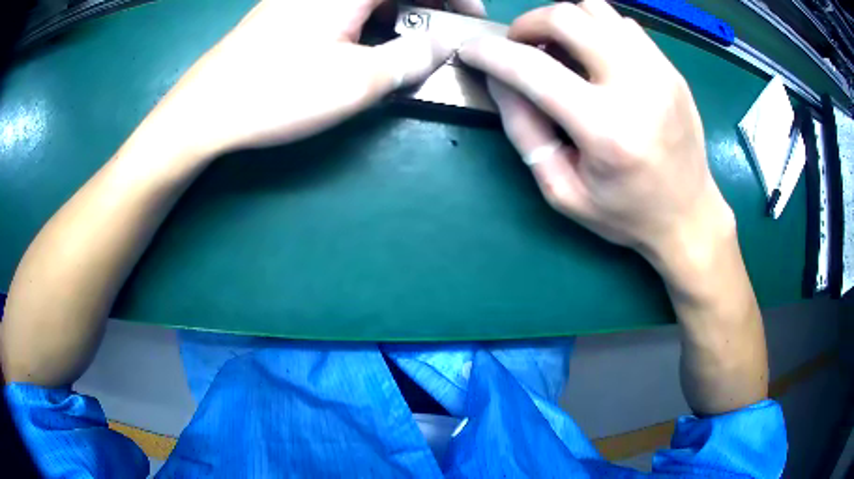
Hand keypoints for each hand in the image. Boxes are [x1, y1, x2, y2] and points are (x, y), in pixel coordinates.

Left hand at [145, 0, 482, 158]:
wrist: (203, 112)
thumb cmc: (276, 94)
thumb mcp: (357, 82)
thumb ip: (409, 58)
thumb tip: (434, 46)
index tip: (472, 18)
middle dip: (430, 2)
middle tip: (444, 31)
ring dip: (399, 11)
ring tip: (411, 41)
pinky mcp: (288, 11)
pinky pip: (344, 6)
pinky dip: (369, 18)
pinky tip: (369, 42)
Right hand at [458, 0, 734, 275]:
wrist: (689, 215)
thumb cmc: (625, 214)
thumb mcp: (563, 191)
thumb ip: (525, 132)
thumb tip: (499, 80)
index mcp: (606, 130)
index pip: (533, 69)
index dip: (491, 54)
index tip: (471, 50)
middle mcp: (637, 87)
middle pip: (568, 17)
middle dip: (529, 24)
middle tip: (522, 47)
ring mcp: (659, 72)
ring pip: (597, 9)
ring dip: (566, 22)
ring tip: (560, 50)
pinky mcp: (670, 68)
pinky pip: (623, 24)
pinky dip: (597, 30)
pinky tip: (596, 58)